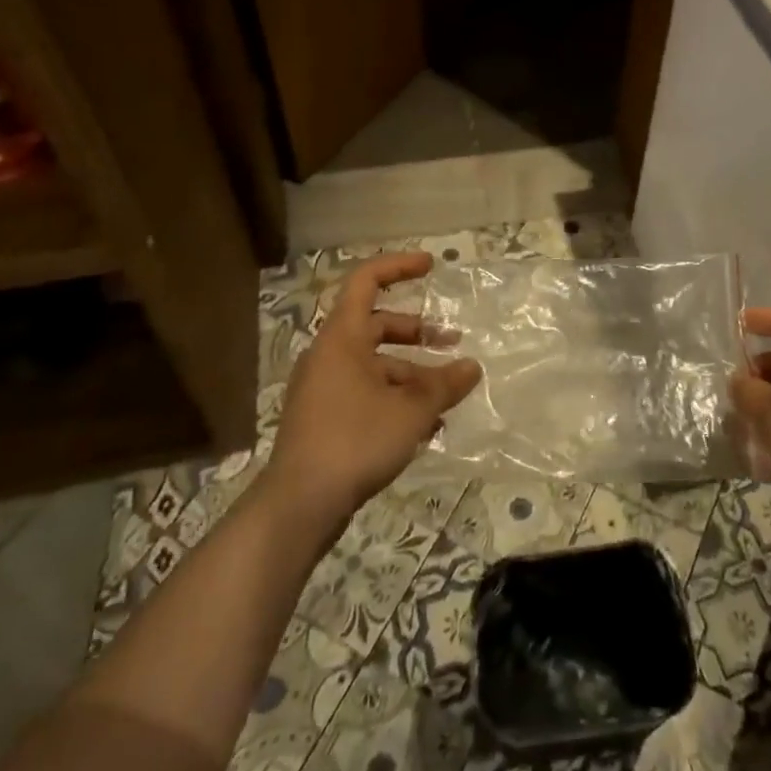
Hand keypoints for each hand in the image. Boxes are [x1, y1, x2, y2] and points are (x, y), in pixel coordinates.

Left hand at [262, 252, 481, 535]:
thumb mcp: (411, 410)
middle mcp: (329, 356)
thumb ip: (444, 385)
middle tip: (451, 341)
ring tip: (446, 394)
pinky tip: (424, 425)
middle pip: (376, 325)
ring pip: (374, 364)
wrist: (299, 505)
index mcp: (342, 338)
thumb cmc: (355, 440)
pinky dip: (395, 397)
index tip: (432, 266)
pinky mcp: (324, 419)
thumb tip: (472, 367)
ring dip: (412, 371)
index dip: (399, 266)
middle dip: (417, 331)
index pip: (366, 281)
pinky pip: (366, 392)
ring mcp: (324, 388)